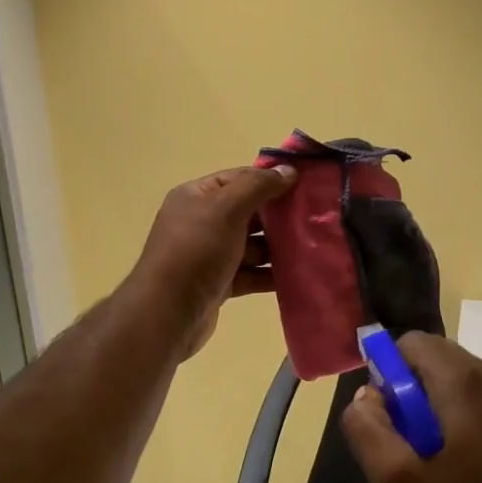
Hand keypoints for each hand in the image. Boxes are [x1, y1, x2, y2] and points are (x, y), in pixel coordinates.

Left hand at [128, 163, 295, 359]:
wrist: (168, 312)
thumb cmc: (197, 250)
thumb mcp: (227, 208)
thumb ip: (258, 186)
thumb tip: (288, 170)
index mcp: (197, 196)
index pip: (239, 178)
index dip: (269, 179)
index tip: (304, 185)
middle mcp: (200, 222)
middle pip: (247, 212)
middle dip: (277, 216)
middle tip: (313, 218)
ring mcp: (209, 254)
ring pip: (251, 245)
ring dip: (277, 247)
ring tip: (311, 247)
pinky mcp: (218, 283)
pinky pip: (249, 273)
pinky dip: (269, 274)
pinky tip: (296, 275)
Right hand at [342, 332, 481, 482]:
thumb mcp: (396, 480)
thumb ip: (367, 428)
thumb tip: (365, 396)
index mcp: (463, 380)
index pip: (412, 343)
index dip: (390, 372)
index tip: (390, 415)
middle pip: (437, 357)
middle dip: (414, 387)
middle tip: (410, 439)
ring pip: (462, 376)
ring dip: (440, 400)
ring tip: (438, 454)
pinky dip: (467, 413)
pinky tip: (469, 461)